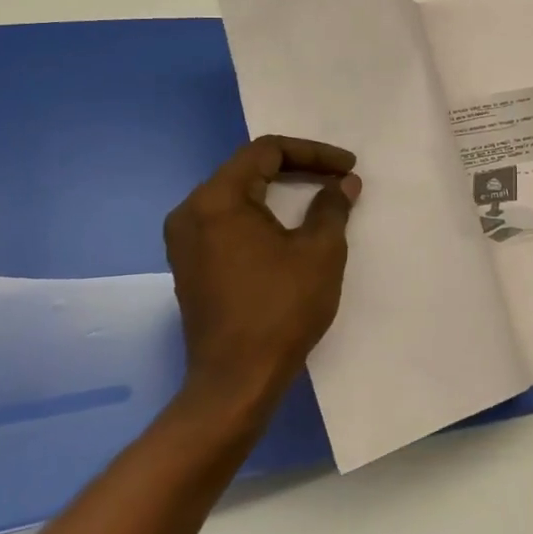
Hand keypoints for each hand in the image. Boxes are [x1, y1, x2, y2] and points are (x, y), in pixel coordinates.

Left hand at [163, 135, 361, 425]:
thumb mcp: (320, 251)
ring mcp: (185, 240)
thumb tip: (343, 183)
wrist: (236, 382)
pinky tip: (288, 228)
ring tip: (319, 197)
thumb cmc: (280, 309)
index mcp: (217, 199)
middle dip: (298, 169)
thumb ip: (332, 206)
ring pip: (237, 195)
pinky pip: (227, 221)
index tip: (348, 168)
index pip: (267, 151)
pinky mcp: (190, 265)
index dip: (313, 153)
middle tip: (338, 178)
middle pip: (248, 169)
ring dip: (279, 192)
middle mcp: (191, 212)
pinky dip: (260, 215)